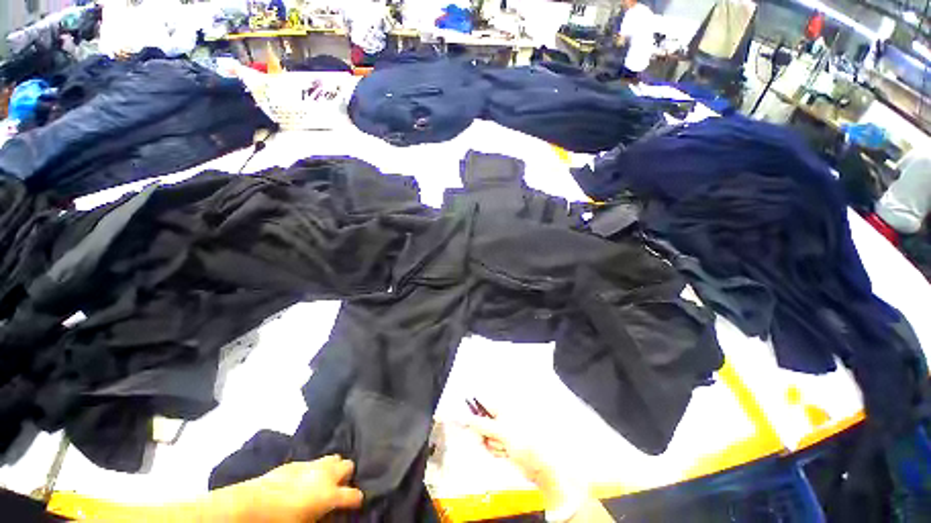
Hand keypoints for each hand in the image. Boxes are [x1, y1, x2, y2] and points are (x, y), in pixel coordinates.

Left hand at [216, 455, 363, 521]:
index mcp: (330, 494)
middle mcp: (326, 475)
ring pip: (334, 458)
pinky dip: (316, 469)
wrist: (254, 503)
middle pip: (348, 465)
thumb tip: (331, 514)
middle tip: (339, 488)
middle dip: (347, 476)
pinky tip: (306, 479)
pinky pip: (314, 461)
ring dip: (333, 468)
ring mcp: (312, 465)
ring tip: (325, 480)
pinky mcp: (298, 462)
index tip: (355, 505)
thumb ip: (323, 517)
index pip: (354, 495)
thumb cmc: (282, 520)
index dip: (357, 500)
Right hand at [464, 415, 565, 504]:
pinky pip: (492, 447)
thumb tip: (467, 418)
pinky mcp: (505, 446)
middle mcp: (503, 418)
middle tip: (486, 440)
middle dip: (483, 433)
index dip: (473, 411)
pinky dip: (496, 451)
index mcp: (504, 408)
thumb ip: (482, 424)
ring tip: (504, 448)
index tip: (464, 420)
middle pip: (483, 422)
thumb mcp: (501, 430)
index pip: (484, 404)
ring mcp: (504, 432)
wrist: (540, 465)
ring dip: (492, 444)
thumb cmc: (524, 440)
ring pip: (487, 437)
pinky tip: (505, 454)